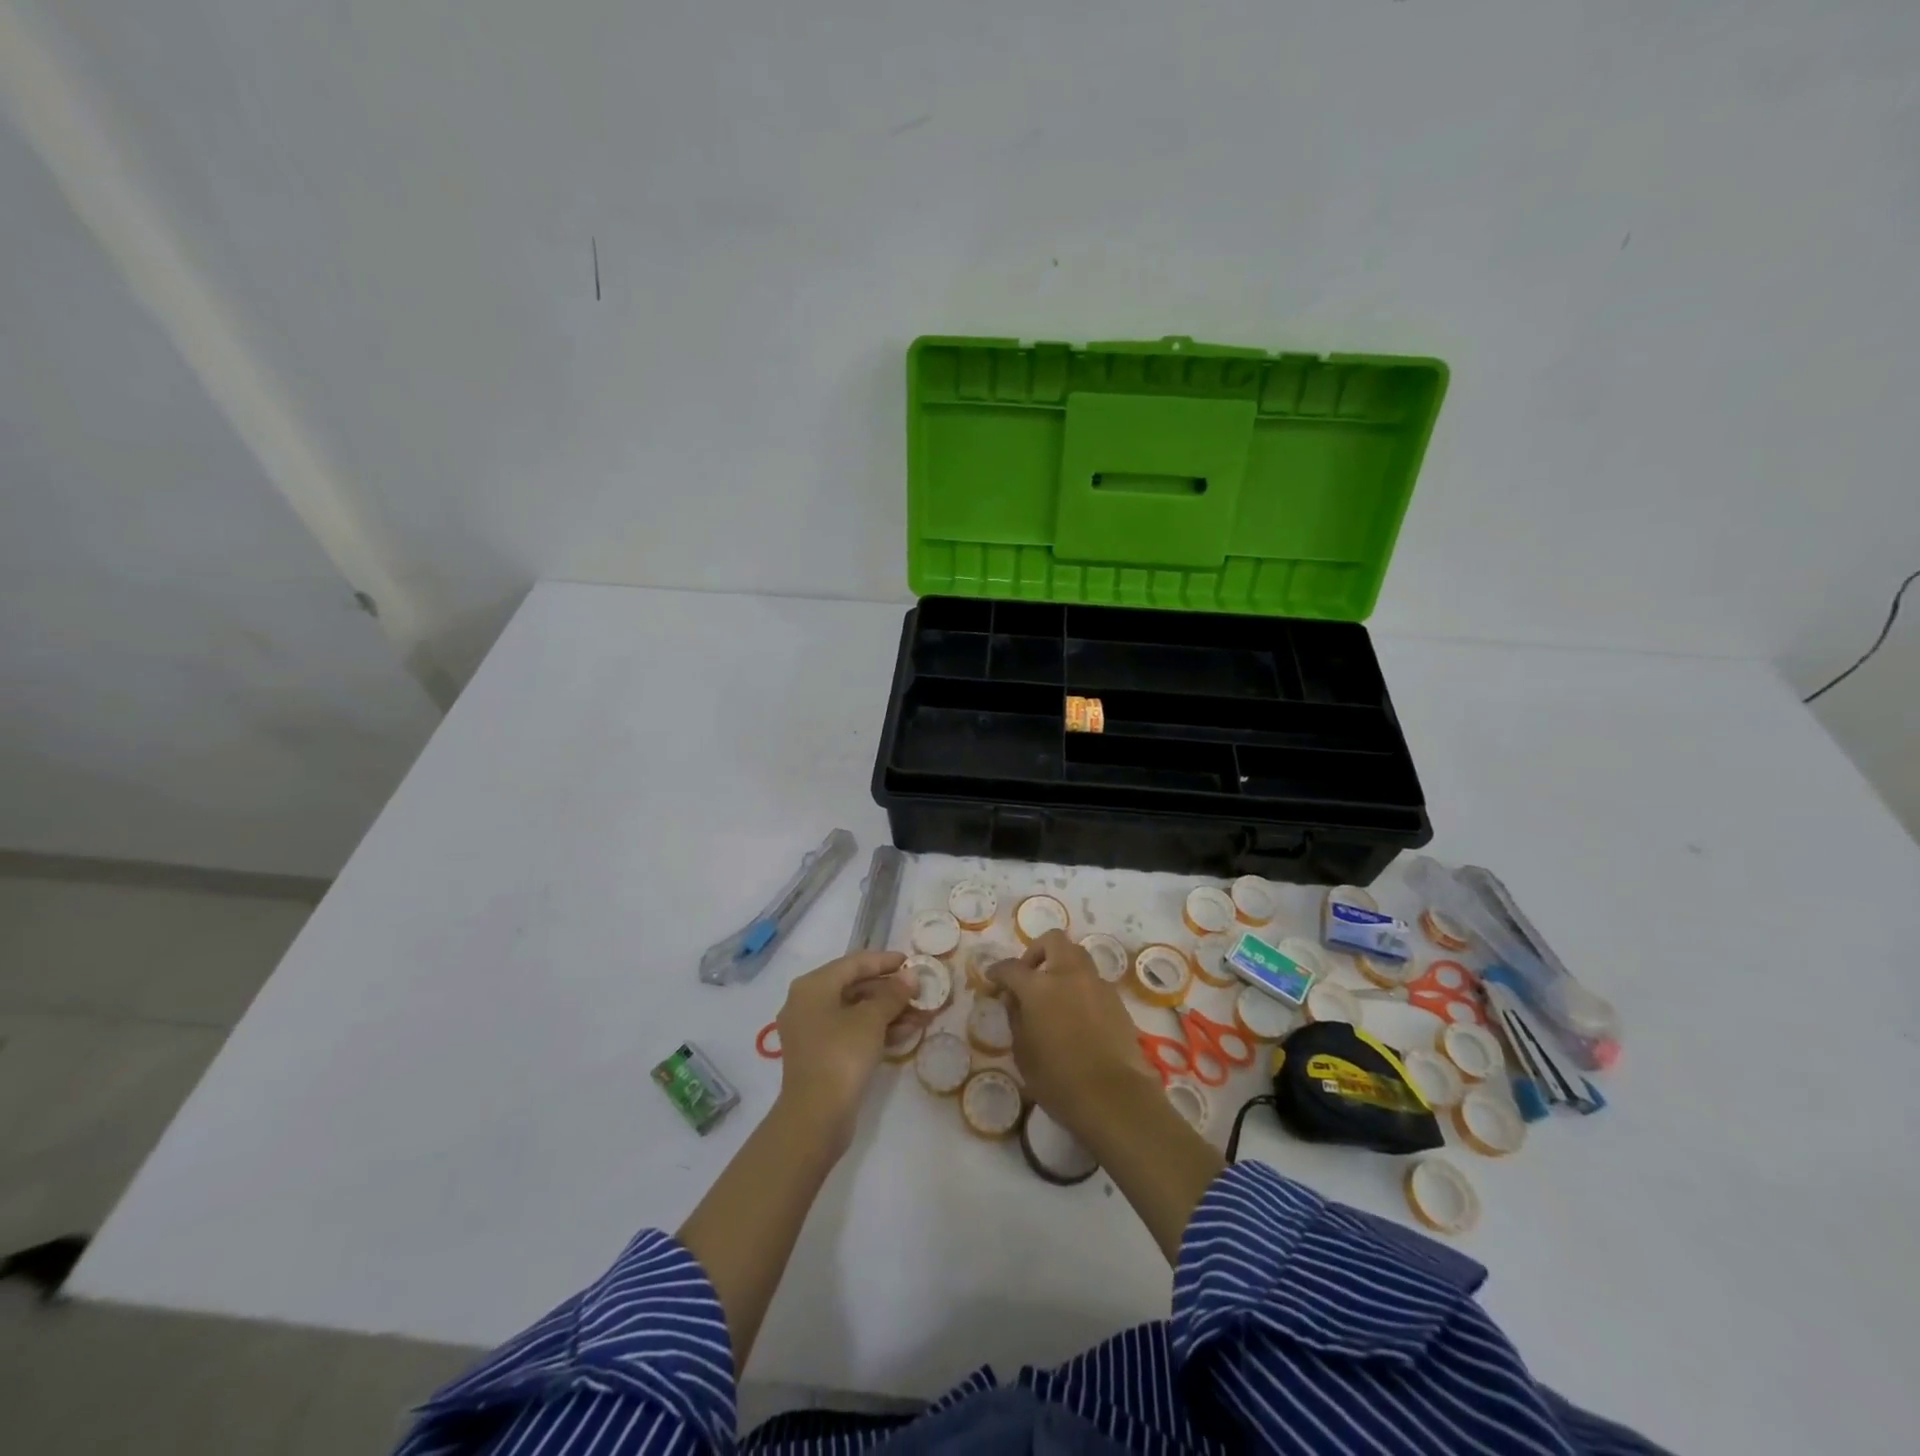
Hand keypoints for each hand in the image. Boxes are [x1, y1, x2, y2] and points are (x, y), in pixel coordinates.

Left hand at [774, 950, 916, 1153]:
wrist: (815, 1117)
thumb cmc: (841, 1055)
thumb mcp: (872, 1020)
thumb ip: (893, 994)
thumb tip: (911, 975)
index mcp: (813, 986)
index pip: (854, 963)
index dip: (885, 961)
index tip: (911, 961)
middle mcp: (807, 1003)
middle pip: (855, 986)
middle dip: (890, 990)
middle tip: (920, 990)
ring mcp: (813, 1031)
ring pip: (856, 1011)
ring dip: (889, 1011)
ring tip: (922, 1013)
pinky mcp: (821, 1054)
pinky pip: (852, 1031)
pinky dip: (877, 1029)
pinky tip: (907, 1032)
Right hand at [989, 930, 1160, 1143]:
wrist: (1114, 1097)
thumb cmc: (1058, 1080)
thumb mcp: (1023, 1052)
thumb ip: (1016, 1018)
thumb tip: (1014, 999)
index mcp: (1039, 986)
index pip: (1011, 968)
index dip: (998, 971)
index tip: (992, 979)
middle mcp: (1068, 975)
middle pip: (1053, 941)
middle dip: (1037, 951)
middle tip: (1029, 975)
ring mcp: (1096, 984)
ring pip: (1078, 955)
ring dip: (1062, 965)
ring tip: (1054, 993)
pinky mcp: (1116, 1000)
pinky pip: (1093, 980)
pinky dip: (1080, 986)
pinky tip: (1076, 1013)